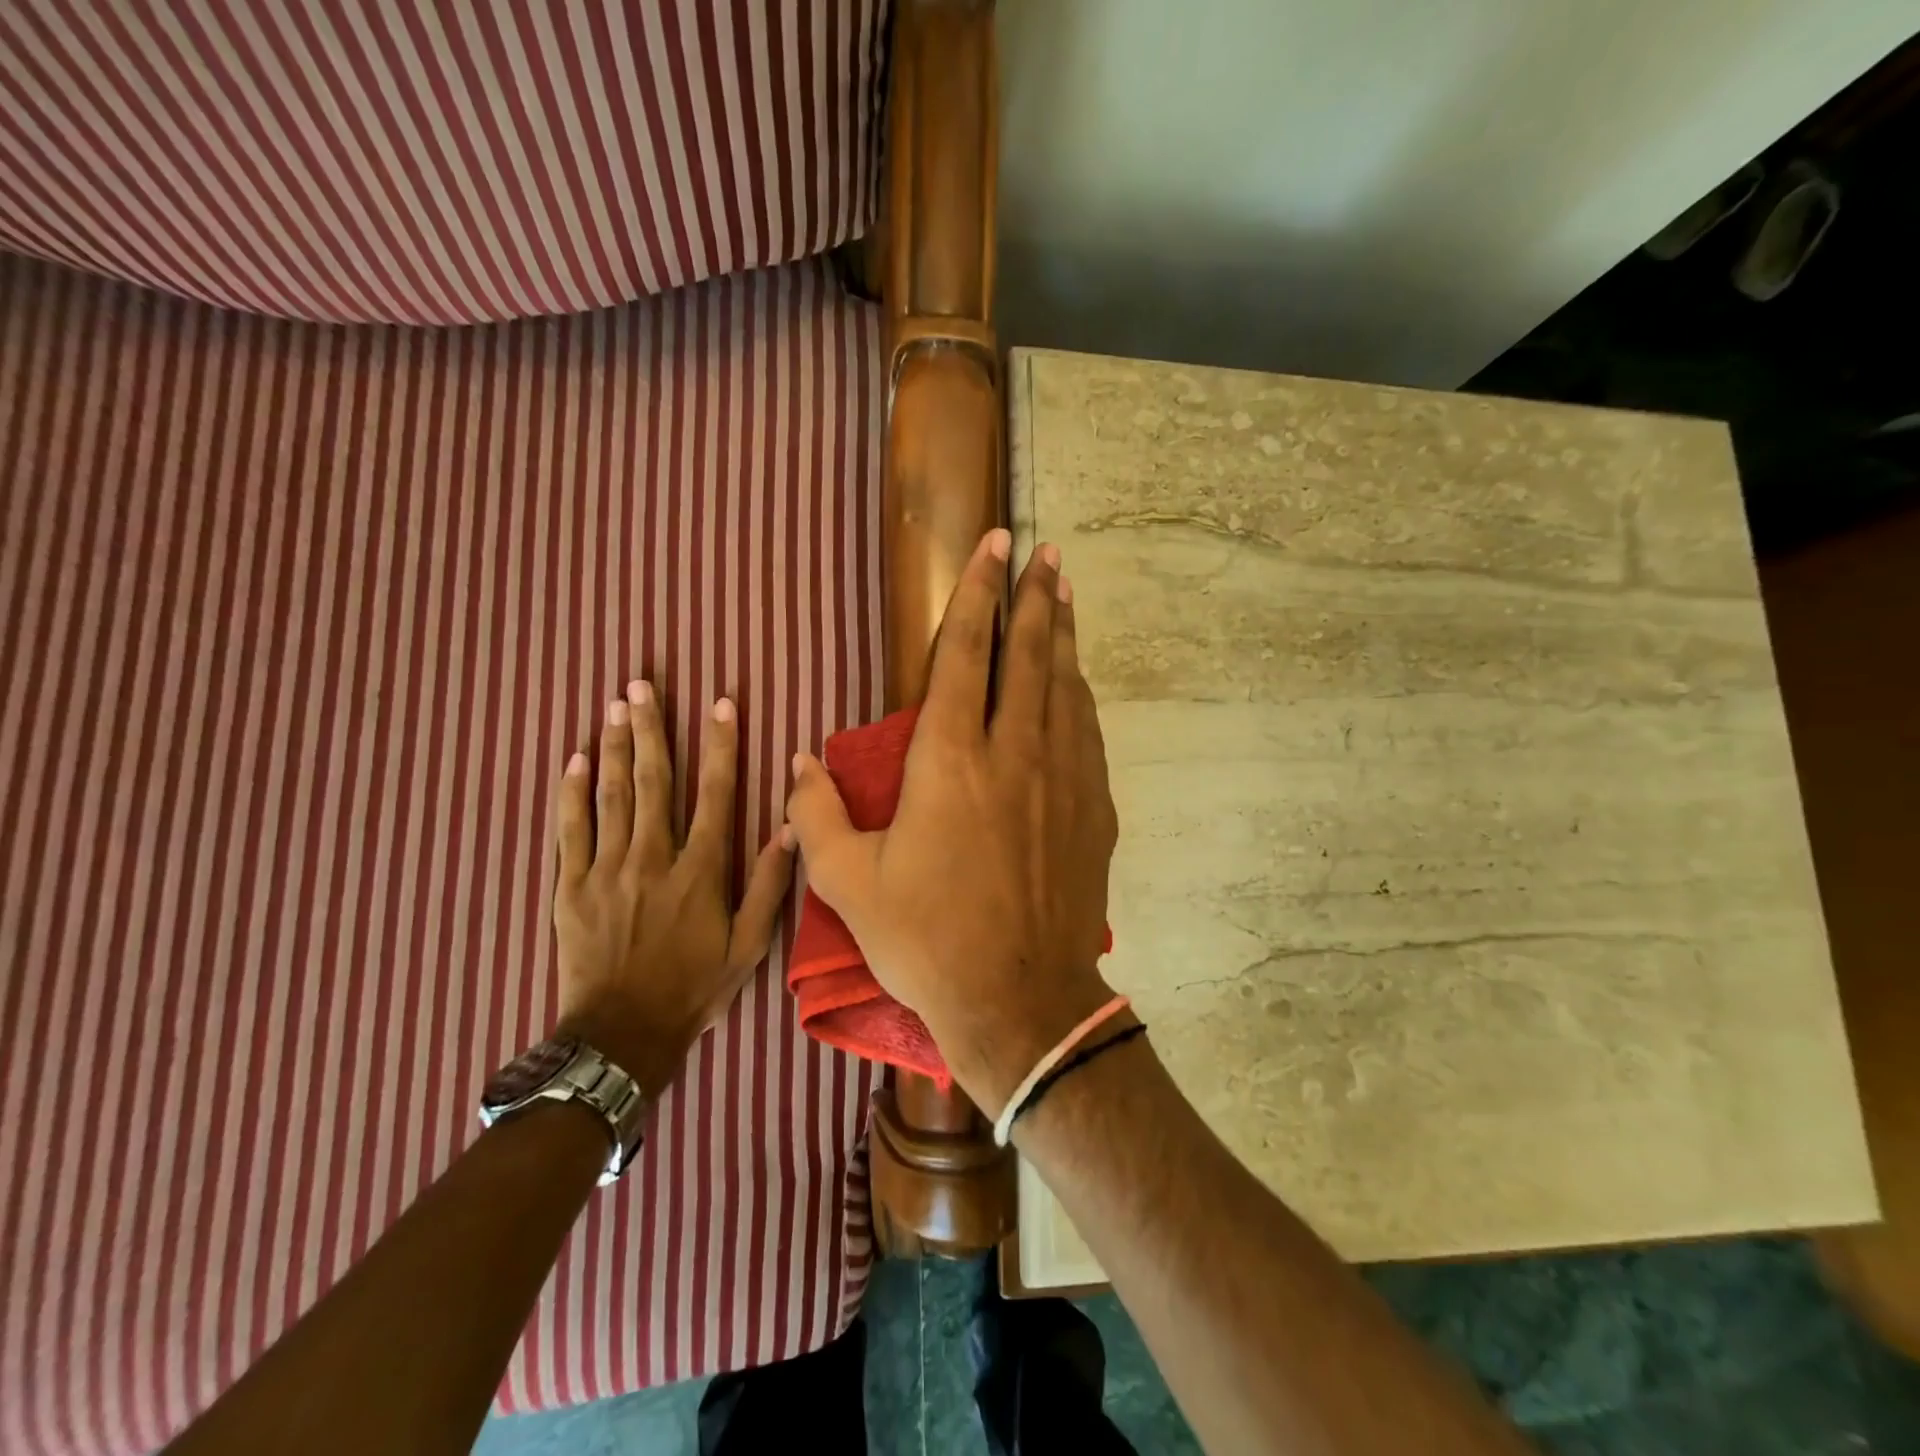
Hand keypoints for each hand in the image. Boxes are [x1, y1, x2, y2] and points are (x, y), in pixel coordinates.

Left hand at [552, 681, 793, 1096]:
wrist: (621, 1035)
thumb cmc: (694, 988)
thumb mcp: (749, 946)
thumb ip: (767, 885)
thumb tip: (788, 828)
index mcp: (700, 870)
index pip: (714, 793)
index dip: (720, 745)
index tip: (721, 703)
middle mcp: (653, 858)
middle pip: (653, 781)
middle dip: (652, 729)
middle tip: (643, 684)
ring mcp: (607, 869)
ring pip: (612, 796)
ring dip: (616, 747)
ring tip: (615, 705)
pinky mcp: (571, 886)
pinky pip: (571, 830)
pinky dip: (572, 793)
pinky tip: (575, 759)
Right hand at [785, 529, 1119, 1113]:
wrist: (1019, 1001)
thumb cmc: (926, 940)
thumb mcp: (847, 883)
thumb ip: (815, 814)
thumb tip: (795, 760)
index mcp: (951, 760)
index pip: (967, 653)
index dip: (979, 593)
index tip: (995, 547)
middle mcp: (1014, 754)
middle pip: (1030, 654)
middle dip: (1036, 596)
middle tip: (1045, 552)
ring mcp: (1063, 780)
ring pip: (1066, 687)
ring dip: (1063, 635)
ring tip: (1065, 595)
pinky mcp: (1093, 811)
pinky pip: (1087, 734)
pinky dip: (1079, 696)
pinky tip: (1077, 684)